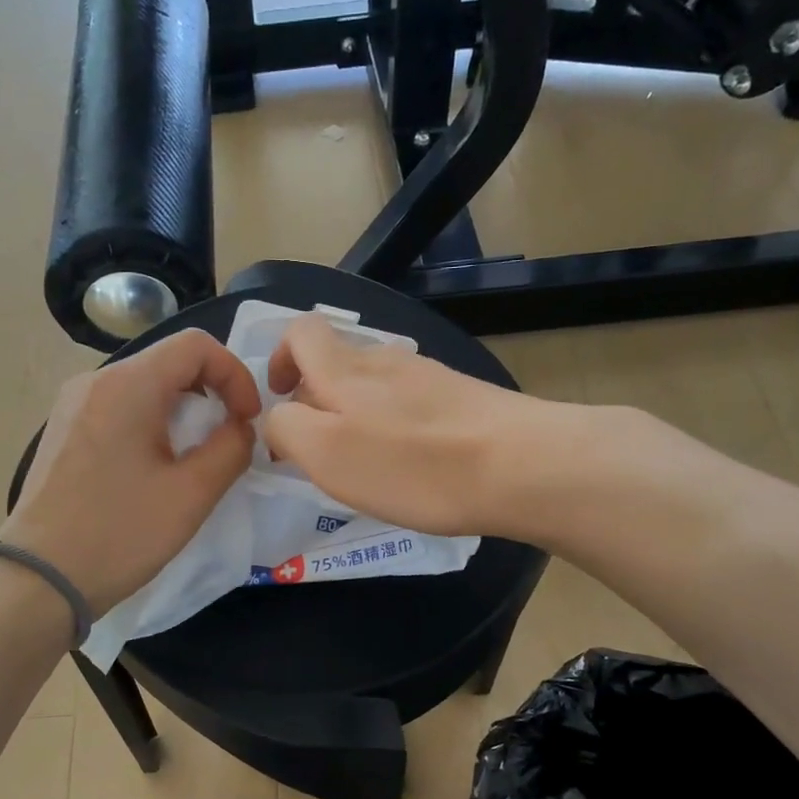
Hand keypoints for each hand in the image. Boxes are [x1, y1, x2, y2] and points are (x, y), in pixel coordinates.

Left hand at [0, 330, 261, 612]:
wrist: (37, 579)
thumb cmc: (119, 534)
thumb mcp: (192, 494)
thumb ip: (231, 448)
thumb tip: (239, 428)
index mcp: (128, 385)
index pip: (196, 345)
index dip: (235, 375)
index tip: (248, 421)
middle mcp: (95, 381)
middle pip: (169, 362)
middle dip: (211, 394)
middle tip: (227, 440)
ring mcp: (73, 405)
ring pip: (144, 386)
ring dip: (182, 412)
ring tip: (194, 459)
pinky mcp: (63, 431)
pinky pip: (119, 409)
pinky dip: (151, 424)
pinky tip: (154, 469)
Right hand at [263, 314, 569, 539]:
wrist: (520, 466)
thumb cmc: (410, 464)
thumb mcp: (325, 453)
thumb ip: (286, 428)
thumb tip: (279, 418)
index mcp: (343, 368)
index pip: (300, 331)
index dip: (280, 358)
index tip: (282, 401)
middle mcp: (385, 359)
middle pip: (337, 362)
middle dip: (317, 400)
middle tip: (320, 452)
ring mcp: (429, 376)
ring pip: (374, 385)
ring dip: (357, 417)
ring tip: (367, 465)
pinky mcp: (462, 398)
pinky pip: (411, 405)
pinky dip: (395, 428)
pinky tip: (412, 465)